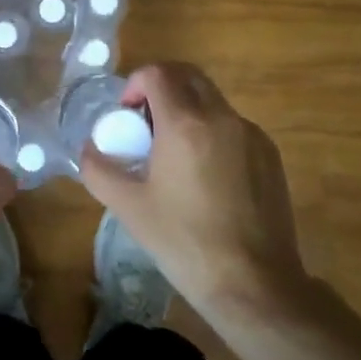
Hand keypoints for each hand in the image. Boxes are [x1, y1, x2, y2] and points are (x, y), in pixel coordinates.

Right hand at [79, 62, 312, 316]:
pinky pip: (233, 126)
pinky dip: (212, 131)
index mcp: (185, 124)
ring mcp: (251, 135)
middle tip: (145, 122)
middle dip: (162, 87)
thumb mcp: (129, 208)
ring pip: (212, 100)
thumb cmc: (185, 243)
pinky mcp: (270, 155)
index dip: (135, 83)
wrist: (255, 286)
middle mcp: (222, 118)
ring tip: (174, 153)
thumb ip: (99, 169)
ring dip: (187, 109)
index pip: (158, 73)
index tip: (127, 113)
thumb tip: (90, 148)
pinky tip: (205, 176)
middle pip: (188, 76)